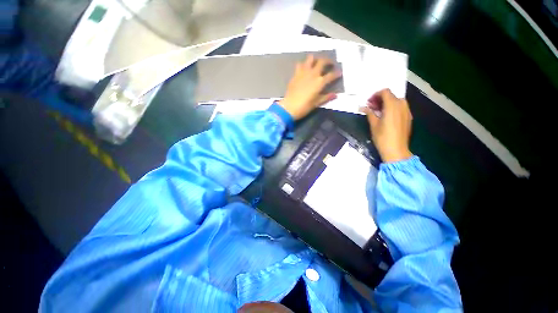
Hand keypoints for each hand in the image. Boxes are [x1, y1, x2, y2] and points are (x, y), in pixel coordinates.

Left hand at [279, 55, 341, 119]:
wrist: (289, 107)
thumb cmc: (304, 107)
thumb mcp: (316, 103)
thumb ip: (326, 97)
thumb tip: (335, 95)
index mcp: (320, 82)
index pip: (331, 75)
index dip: (337, 73)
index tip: (340, 73)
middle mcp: (313, 74)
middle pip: (322, 61)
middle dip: (328, 61)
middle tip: (330, 64)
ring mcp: (303, 72)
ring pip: (310, 58)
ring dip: (315, 59)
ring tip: (316, 64)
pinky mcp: (295, 74)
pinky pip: (300, 64)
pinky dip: (303, 65)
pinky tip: (304, 69)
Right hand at [361, 89, 412, 162]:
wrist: (396, 150)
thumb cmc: (382, 137)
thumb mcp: (373, 125)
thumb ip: (369, 113)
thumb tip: (363, 107)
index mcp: (392, 105)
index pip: (385, 92)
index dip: (375, 95)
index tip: (368, 102)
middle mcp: (402, 105)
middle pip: (391, 96)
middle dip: (380, 99)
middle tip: (371, 107)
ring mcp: (407, 111)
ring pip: (396, 101)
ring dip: (386, 103)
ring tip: (378, 112)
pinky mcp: (408, 117)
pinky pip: (400, 107)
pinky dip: (392, 108)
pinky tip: (386, 116)